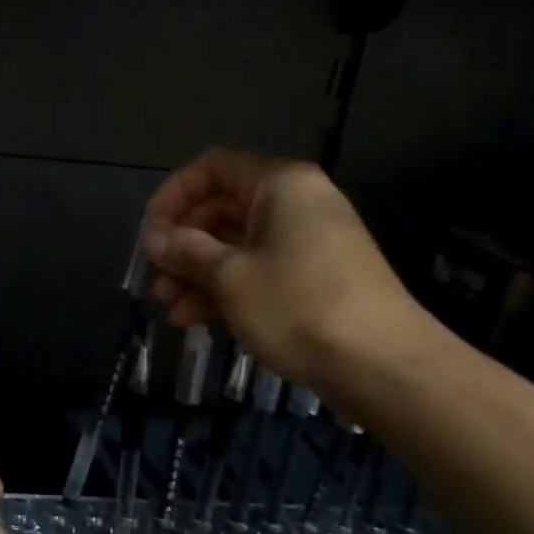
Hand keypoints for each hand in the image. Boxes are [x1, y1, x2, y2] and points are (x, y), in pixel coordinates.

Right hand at [141, 147, 431, 399]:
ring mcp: (309, 242)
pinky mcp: (316, 278)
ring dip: (199, 274)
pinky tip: (199, 320)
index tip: (150, 233)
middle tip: (157, 279)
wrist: (383, 366)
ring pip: (238, 245)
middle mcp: (296, 202)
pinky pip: (260, 269)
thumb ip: (185, 250)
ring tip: (172, 309)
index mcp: (280, 184)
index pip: (212, 167)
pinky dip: (228, 289)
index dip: (174, 195)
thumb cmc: (297, 304)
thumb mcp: (229, 276)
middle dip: (183, 245)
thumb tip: (152, 238)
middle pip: (222, 209)